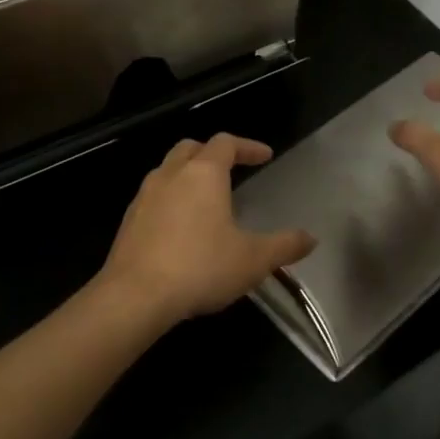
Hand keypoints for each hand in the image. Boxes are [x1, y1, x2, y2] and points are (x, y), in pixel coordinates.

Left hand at [99, 133, 315, 326]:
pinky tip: (181, 227)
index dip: (248, 146)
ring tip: (206, 199)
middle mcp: (171, 174)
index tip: (265, 156)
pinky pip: (154, 196)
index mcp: (203, 173)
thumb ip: (284, 246)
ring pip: (168, 170)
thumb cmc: (200, 268)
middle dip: (213, 153)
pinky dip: (171, 199)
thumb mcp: (253, 260)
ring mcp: (144, 196)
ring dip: (189, 175)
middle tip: (231, 168)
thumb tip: (311, 238)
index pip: (226, 143)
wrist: (134, 296)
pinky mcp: (128, 220)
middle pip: (191, 148)